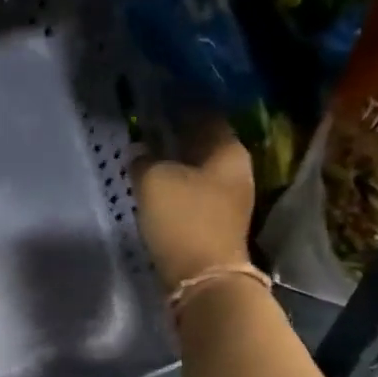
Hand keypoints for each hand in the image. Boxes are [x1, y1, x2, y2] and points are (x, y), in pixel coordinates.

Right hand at [131, 116, 255, 288]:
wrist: (203, 277)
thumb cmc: (183, 219)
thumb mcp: (153, 180)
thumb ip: (144, 160)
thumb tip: (140, 152)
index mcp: (229, 150)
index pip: (206, 114)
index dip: (181, 105)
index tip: (157, 99)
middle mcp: (237, 169)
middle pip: (205, 142)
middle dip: (179, 134)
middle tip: (149, 125)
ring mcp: (230, 197)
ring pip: (200, 168)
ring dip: (177, 160)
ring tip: (149, 153)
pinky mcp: (217, 221)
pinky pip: (195, 190)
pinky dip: (178, 183)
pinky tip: (158, 182)